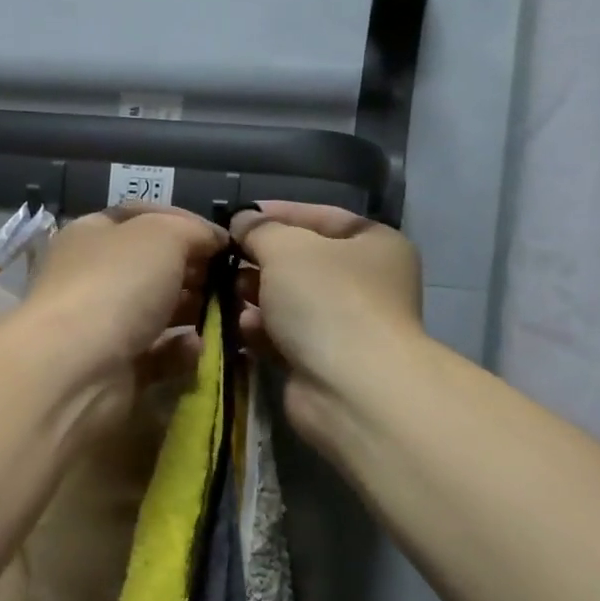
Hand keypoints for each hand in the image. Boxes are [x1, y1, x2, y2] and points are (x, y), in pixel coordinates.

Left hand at [20, 205, 227, 435]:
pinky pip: (159, 354)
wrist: (77, 368)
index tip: (224, 240)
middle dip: (196, 272)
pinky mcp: (117, 367)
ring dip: (195, 312)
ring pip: (160, 311)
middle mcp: (96, 276)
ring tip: (229, 315)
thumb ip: (193, 231)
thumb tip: (214, 241)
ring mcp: (105, 324)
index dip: (185, 223)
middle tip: (234, 281)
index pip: (143, 217)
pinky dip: (181, 350)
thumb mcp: (163, 235)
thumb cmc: (117, 284)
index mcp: (94, 234)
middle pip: (155, 267)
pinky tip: (199, 347)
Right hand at [230, 202, 424, 429]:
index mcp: (374, 245)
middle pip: (303, 262)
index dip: (279, 213)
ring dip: (256, 296)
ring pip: (290, 301)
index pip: (322, 217)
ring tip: (226, 291)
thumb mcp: (287, 248)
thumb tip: (243, 220)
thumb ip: (260, 229)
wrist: (350, 388)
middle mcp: (366, 283)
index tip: (238, 216)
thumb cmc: (327, 300)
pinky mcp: (322, 361)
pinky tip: (242, 327)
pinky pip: (285, 336)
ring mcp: (345, 325)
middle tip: (224, 257)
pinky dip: (262, 330)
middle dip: (261, 259)